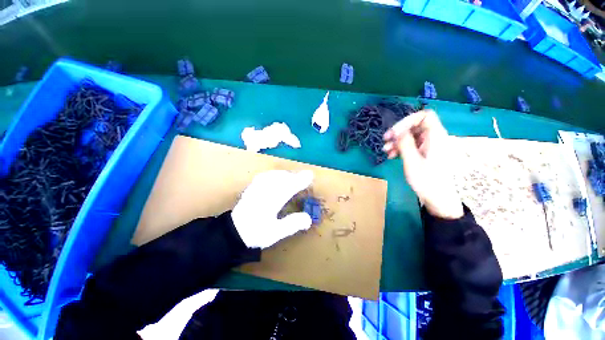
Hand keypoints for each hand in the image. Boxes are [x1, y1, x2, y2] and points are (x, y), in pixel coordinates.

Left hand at [231, 170, 313, 247]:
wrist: (233, 233)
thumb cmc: (256, 233)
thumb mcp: (275, 233)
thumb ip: (292, 224)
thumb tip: (308, 218)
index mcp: (271, 202)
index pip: (288, 187)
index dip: (300, 181)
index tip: (310, 176)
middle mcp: (264, 192)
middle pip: (282, 179)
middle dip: (295, 176)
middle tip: (305, 176)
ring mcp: (256, 188)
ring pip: (273, 175)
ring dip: (285, 174)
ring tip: (293, 177)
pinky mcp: (251, 188)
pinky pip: (263, 176)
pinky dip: (273, 174)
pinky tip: (275, 176)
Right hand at [383, 110, 462, 218]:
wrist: (437, 197)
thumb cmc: (426, 180)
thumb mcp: (412, 162)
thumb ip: (405, 144)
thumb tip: (398, 131)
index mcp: (436, 137)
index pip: (425, 116)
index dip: (408, 120)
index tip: (394, 133)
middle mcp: (434, 138)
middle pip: (415, 125)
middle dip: (399, 131)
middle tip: (385, 140)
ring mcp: (429, 145)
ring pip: (411, 135)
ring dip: (397, 141)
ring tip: (386, 150)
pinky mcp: (424, 152)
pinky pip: (411, 144)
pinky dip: (400, 147)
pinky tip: (391, 155)